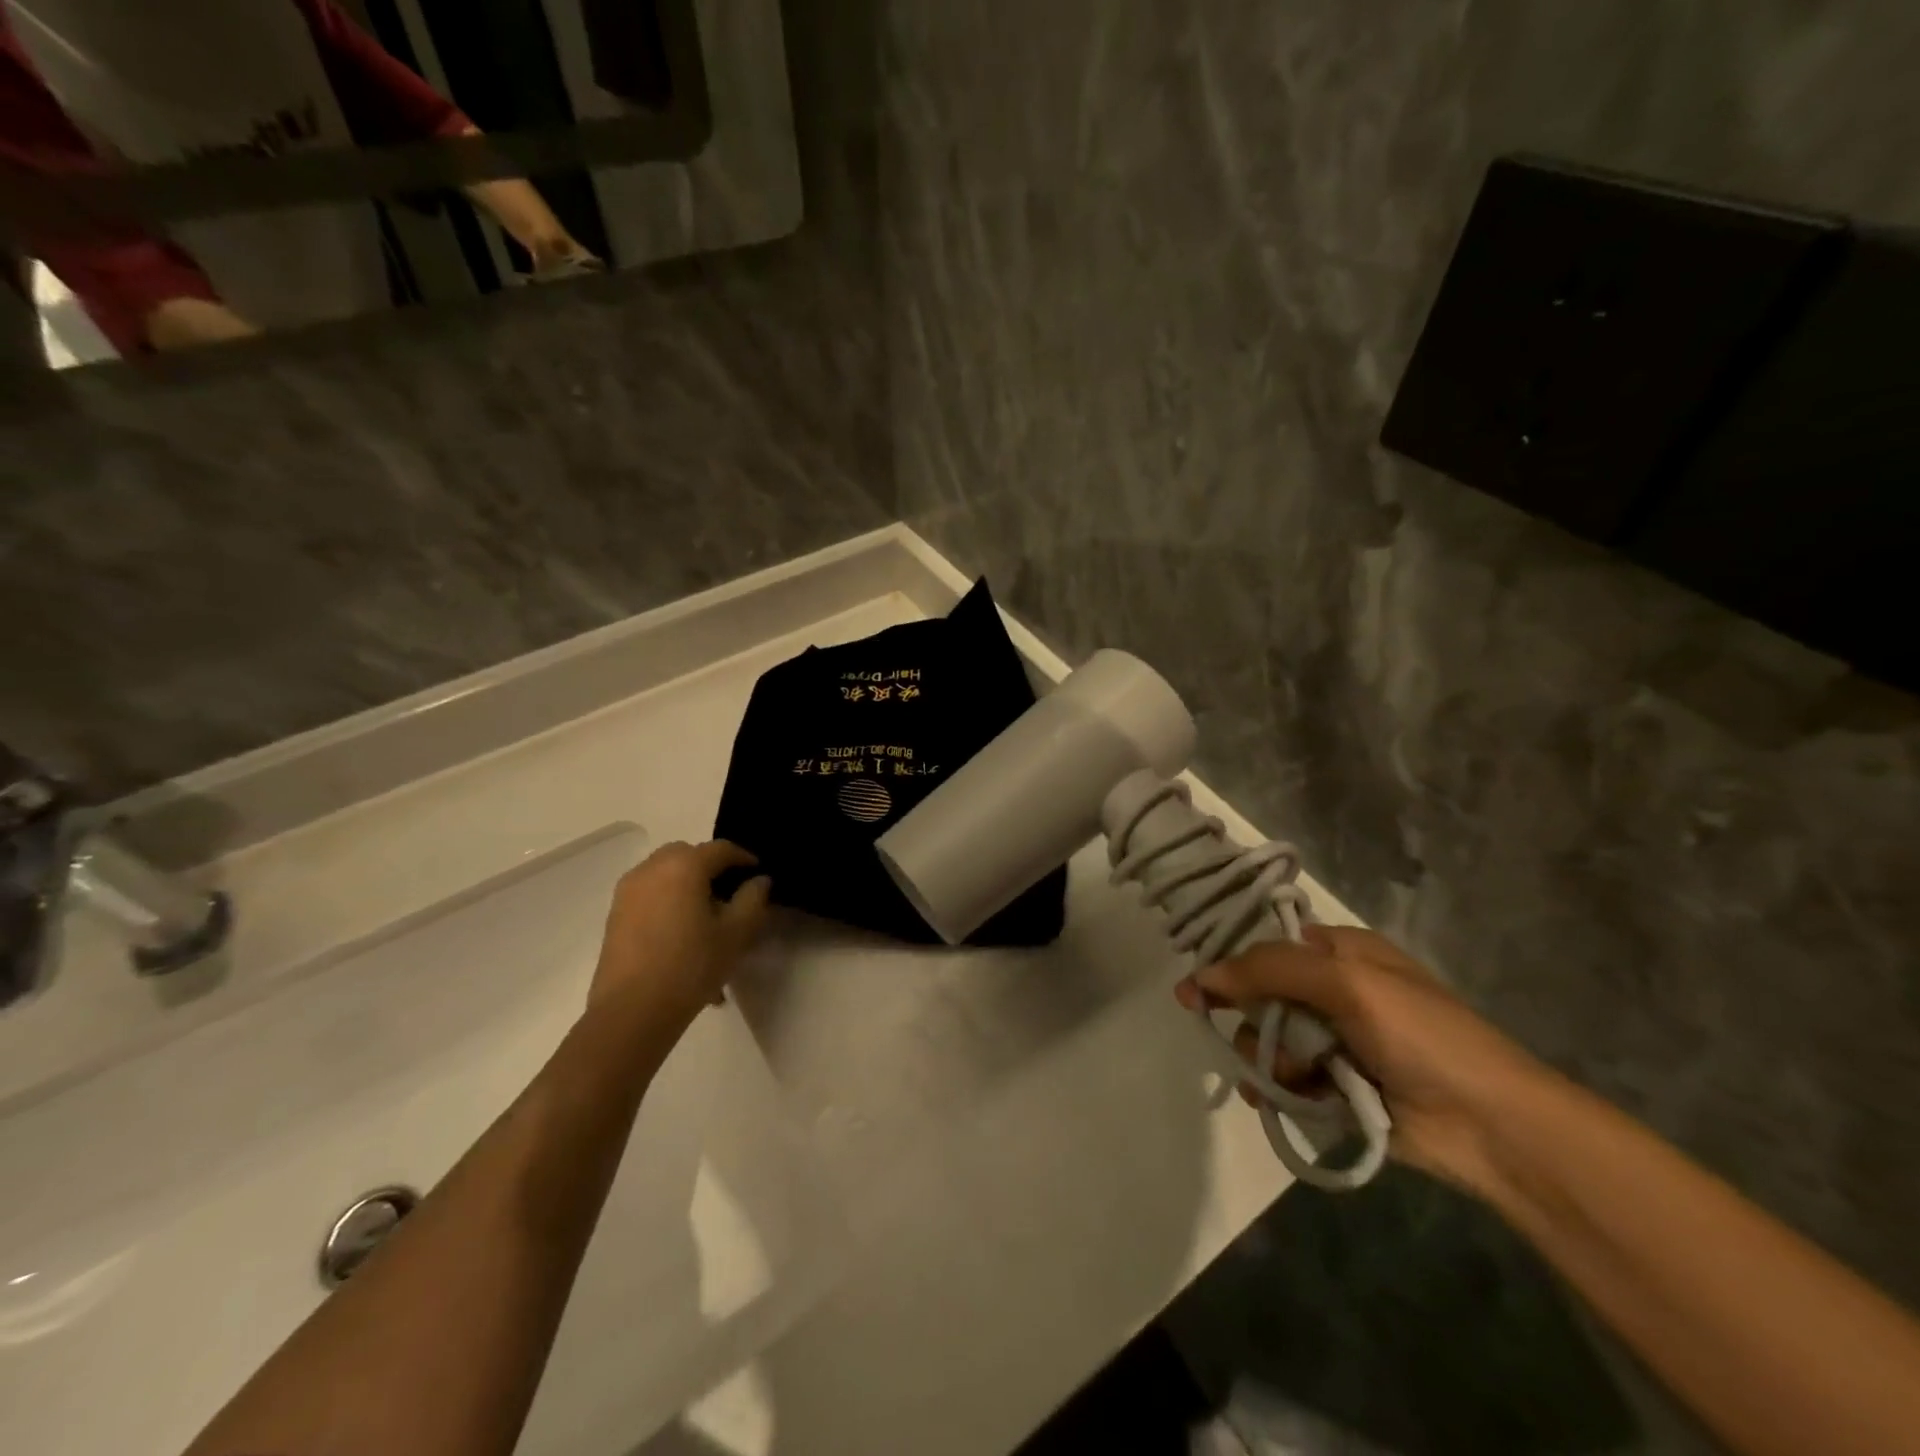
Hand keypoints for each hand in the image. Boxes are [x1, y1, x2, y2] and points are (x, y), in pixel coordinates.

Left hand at [589, 841, 770, 1029]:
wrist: (631, 1011)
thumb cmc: (691, 966)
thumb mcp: (736, 933)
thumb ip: (753, 899)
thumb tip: (758, 881)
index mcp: (684, 866)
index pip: (721, 849)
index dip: (744, 858)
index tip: (758, 875)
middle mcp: (652, 868)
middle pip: (688, 855)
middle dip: (711, 867)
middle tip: (730, 894)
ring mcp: (628, 891)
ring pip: (665, 873)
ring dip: (687, 883)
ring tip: (704, 917)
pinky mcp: (615, 914)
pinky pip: (649, 894)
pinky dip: (668, 900)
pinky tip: (681, 935)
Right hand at [1175, 925, 1548, 1193]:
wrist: (1491, 1126)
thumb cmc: (1421, 1035)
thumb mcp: (1346, 984)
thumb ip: (1269, 971)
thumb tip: (1200, 975)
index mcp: (1341, 952)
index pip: (1267, 943)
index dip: (1230, 962)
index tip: (1195, 989)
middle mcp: (1334, 991)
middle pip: (1260, 995)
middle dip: (1251, 1019)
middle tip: (1255, 1041)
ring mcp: (1335, 1041)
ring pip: (1268, 1040)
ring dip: (1266, 1059)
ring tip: (1289, 1078)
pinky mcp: (1336, 1086)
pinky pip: (1285, 1079)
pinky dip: (1275, 1088)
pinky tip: (1274, 1098)